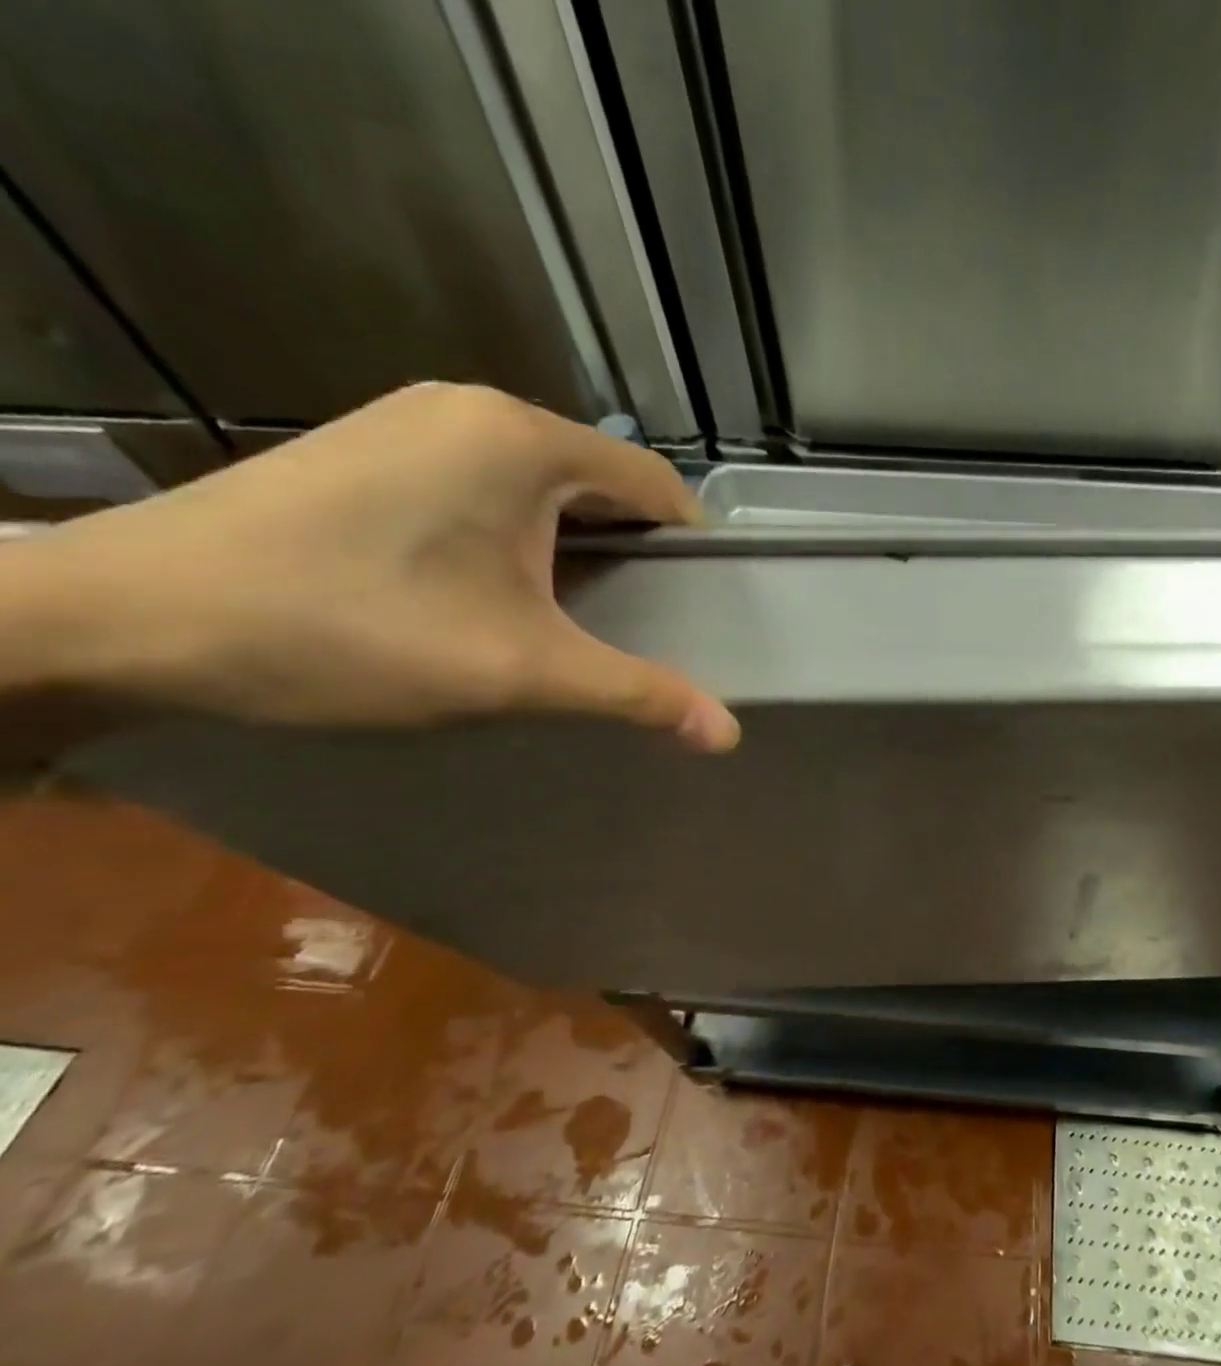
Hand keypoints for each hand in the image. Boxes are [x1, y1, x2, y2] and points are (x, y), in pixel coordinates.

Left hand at [7, 383, 738, 749]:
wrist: (126, 621)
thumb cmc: (350, 631)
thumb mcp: (517, 670)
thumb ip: (636, 694)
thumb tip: (727, 734)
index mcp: (524, 440)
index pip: (656, 486)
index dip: (693, 548)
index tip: (705, 609)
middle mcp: (475, 410)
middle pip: (602, 483)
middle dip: (635, 553)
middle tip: (647, 626)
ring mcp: (414, 423)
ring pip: (543, 487)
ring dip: (575, 547)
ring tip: (578, 617)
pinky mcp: (372, 450)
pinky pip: (486, 488)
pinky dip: (518, 537)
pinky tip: (498, 592)